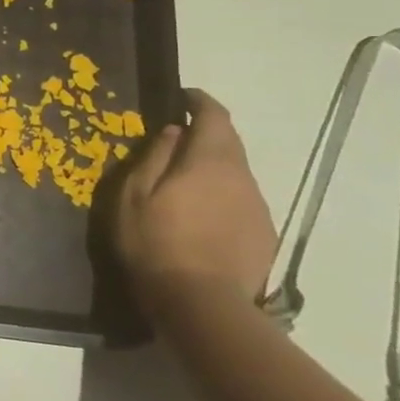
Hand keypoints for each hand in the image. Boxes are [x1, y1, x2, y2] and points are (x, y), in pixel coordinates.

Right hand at [112, 88, 276, 314]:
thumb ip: (155, 157)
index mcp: (209, 161)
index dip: (200, 101)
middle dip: (207, 134)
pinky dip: (223, 196)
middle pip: (230, 143)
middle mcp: (242, 177)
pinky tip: (203, 217)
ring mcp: (258, 207)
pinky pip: (242, 201)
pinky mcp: (264, 234)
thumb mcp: (135, 195)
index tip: (183, 97)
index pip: (214, 116)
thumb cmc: (156, 242)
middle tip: (177, 141)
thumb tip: (172, 131)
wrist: (202, 304)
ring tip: (186, 183)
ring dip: (214, 168)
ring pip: (237, 173)